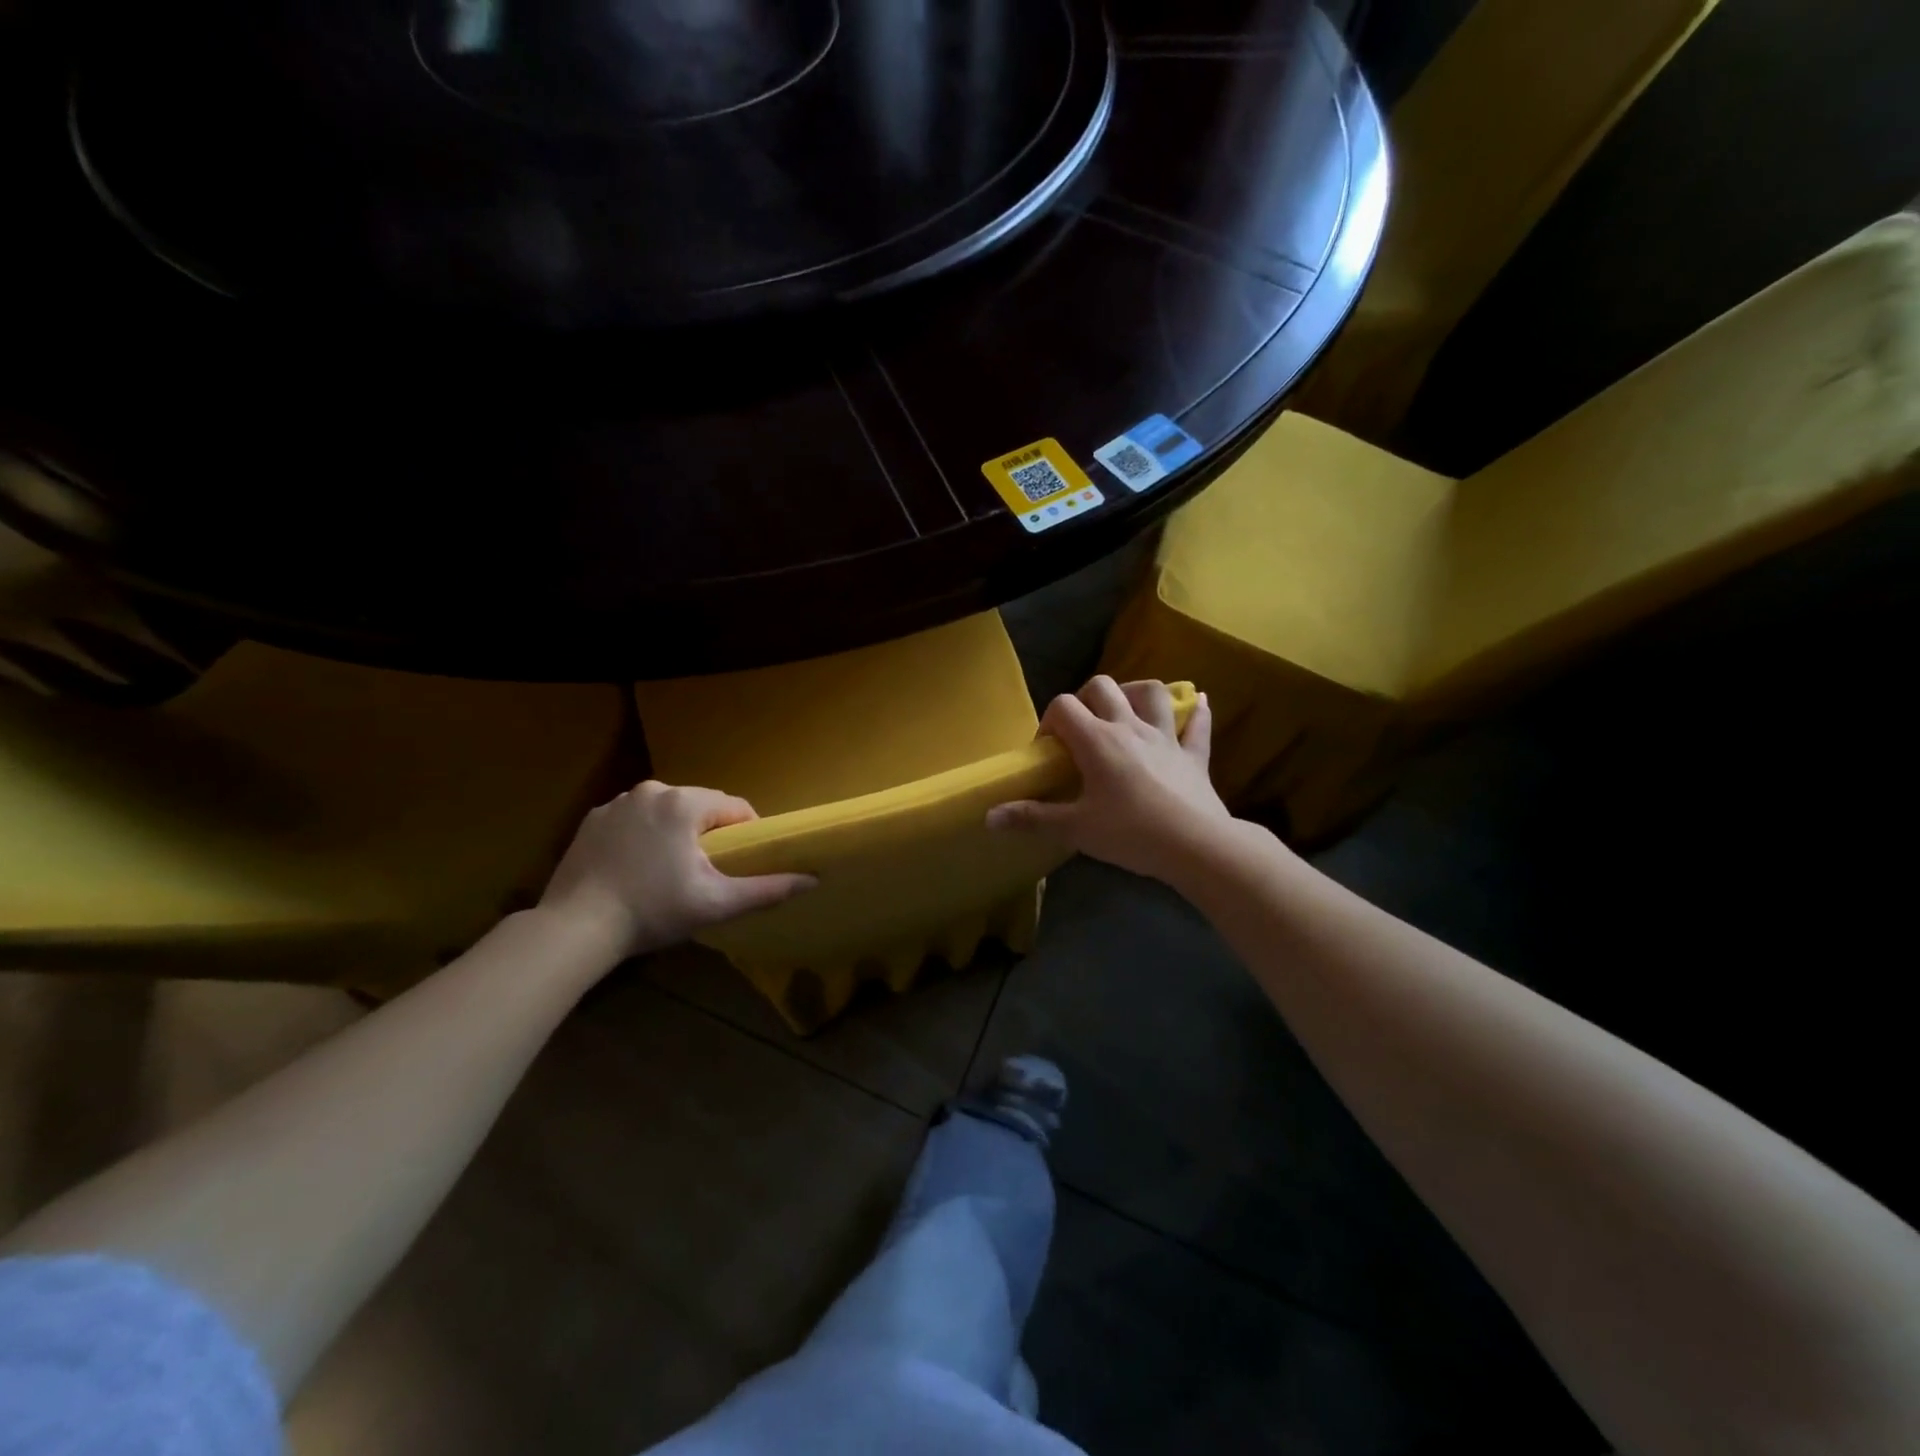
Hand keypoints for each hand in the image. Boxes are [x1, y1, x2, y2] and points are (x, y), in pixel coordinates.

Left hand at [539, 782, 814, 958]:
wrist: (576, 927)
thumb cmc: (653, 911)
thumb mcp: (717, 903)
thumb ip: (767, 889)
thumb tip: (812, 879)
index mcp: (685, 803)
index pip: (735, 807)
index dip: (746, 834)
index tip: (741, 863)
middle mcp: (652, 790)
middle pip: (700, 806)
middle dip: (710, 834)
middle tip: (707, 873)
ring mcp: (617, 803)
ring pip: (666, 811)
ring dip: (676, 833)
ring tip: (670, 872)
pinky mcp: (592, 819)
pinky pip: (634, 820)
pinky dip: (643, 837)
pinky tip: (636, 869)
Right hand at [986, 676, 1234, 883]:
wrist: (1195, 845)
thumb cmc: (1130, 833)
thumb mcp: (1075, 828)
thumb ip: (1032, 818)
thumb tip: (989, 816)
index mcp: (1097, 741)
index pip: (1064, 707)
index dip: (1049, 721)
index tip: (1048, 750)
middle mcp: (1130, 727)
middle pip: (1103, 687)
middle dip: (1086, 698)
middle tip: (1081, 728)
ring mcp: (1166, 737)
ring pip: (1152, 693)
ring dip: (1135, 693)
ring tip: (1125, 710)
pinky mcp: (1194, 755)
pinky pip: (1197, 725)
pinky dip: (1196, 713)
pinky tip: (1198, 704)